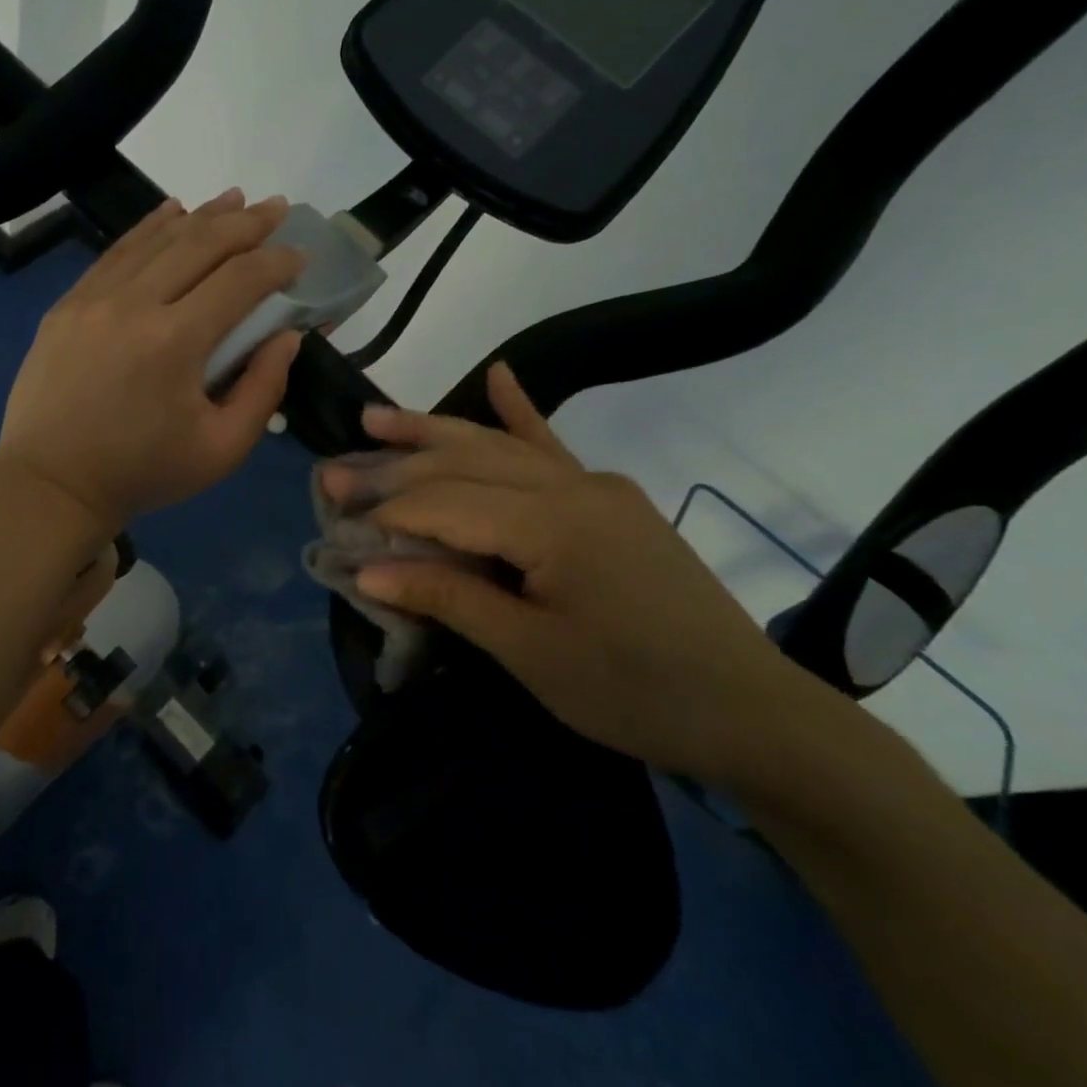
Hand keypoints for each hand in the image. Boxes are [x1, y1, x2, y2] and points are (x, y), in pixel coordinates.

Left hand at [0, 189, 305, 534]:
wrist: (52, 484)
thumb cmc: (143, 473)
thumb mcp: (221, 449)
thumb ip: (263, 389)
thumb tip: (287, 336)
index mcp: (175, 342)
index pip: (239, 280)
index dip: (276, 262)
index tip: (299, 254)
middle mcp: (133, 305)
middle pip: (199, 244)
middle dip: (246, 223)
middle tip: (277, 207)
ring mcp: (93, 299)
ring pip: (156, 239)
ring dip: (201, 217)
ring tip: (235, 200)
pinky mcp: (68, 304)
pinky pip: (116, 252)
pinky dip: (149, 228)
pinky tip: (173, 212)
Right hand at [322, 363, 819, 787]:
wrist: (753, 712)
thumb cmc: (635, 692)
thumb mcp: (532, 654)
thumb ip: (450, 598)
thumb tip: (367, 567)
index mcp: (553, 524)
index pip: (446, 503)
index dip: (386, 511)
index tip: (335, 521)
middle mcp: (572, 487)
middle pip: (464, 463)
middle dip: (394, 465)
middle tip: (333, 469)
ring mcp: (595, 486)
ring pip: (498, 446)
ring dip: (435, 430)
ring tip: (376, 415)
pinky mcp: (611, 498)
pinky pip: (554, 447)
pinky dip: (522, 411)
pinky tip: (501, 374)